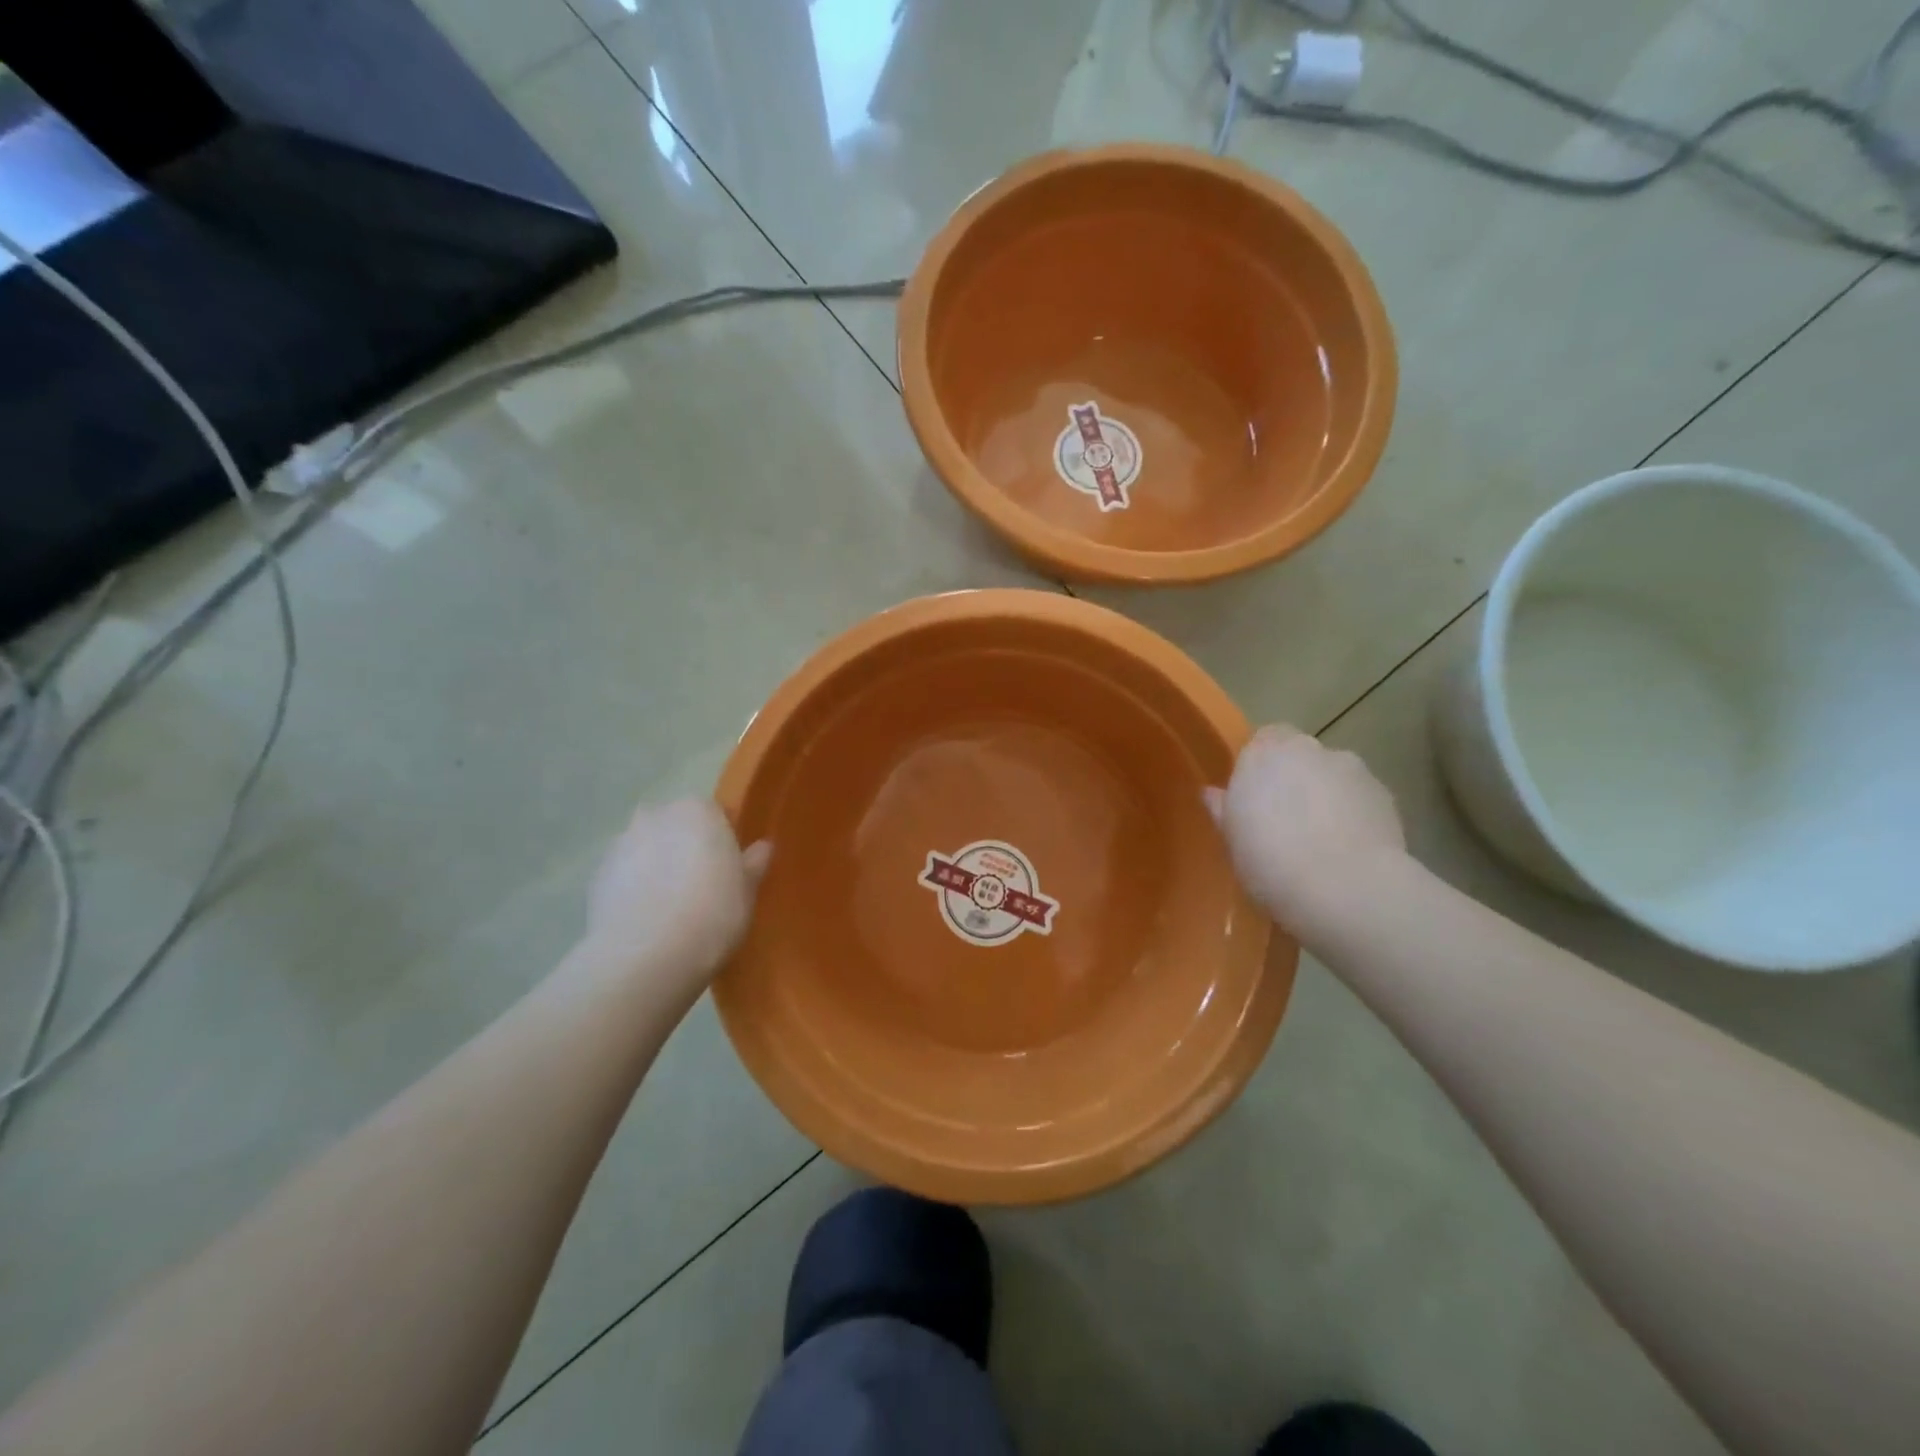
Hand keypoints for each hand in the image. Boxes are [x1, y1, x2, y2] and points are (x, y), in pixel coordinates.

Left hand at [584, 798, 770, 1005]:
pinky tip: (646, 919)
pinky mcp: (595, 876)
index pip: (714, 813)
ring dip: (656, 866)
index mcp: (697, 810)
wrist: (646, 956)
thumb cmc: (713, 912)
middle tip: (701, 885)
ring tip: (670, 907)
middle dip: (685, 847)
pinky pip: (624, 876)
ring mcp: (620, 844)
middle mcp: (655, 815)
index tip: (728, 868)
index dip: (722, 840)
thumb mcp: (747, 890)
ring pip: (647, 849)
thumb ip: (754, 863)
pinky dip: (633, 889)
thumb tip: (762, 847)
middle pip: (676, 826)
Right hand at [1205, 725, 1405, 927]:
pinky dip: (1355, 813)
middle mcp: (1308, 748)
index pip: (1263, 739)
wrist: (1345, 889)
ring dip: (1327, 794)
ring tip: (1322, 839)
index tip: (1255, 798)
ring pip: (1333, 774)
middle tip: (1286, 820)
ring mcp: (1351, 768)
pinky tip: (1349, 848)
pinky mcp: (1385, 793)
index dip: (1260, 766)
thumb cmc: (1270, 861)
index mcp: (1262, 753)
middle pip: (1300, 754)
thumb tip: (1212, 794)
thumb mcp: (1232, 840)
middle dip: (1295, 778)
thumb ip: (1223, 809)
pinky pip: (1360, 797)